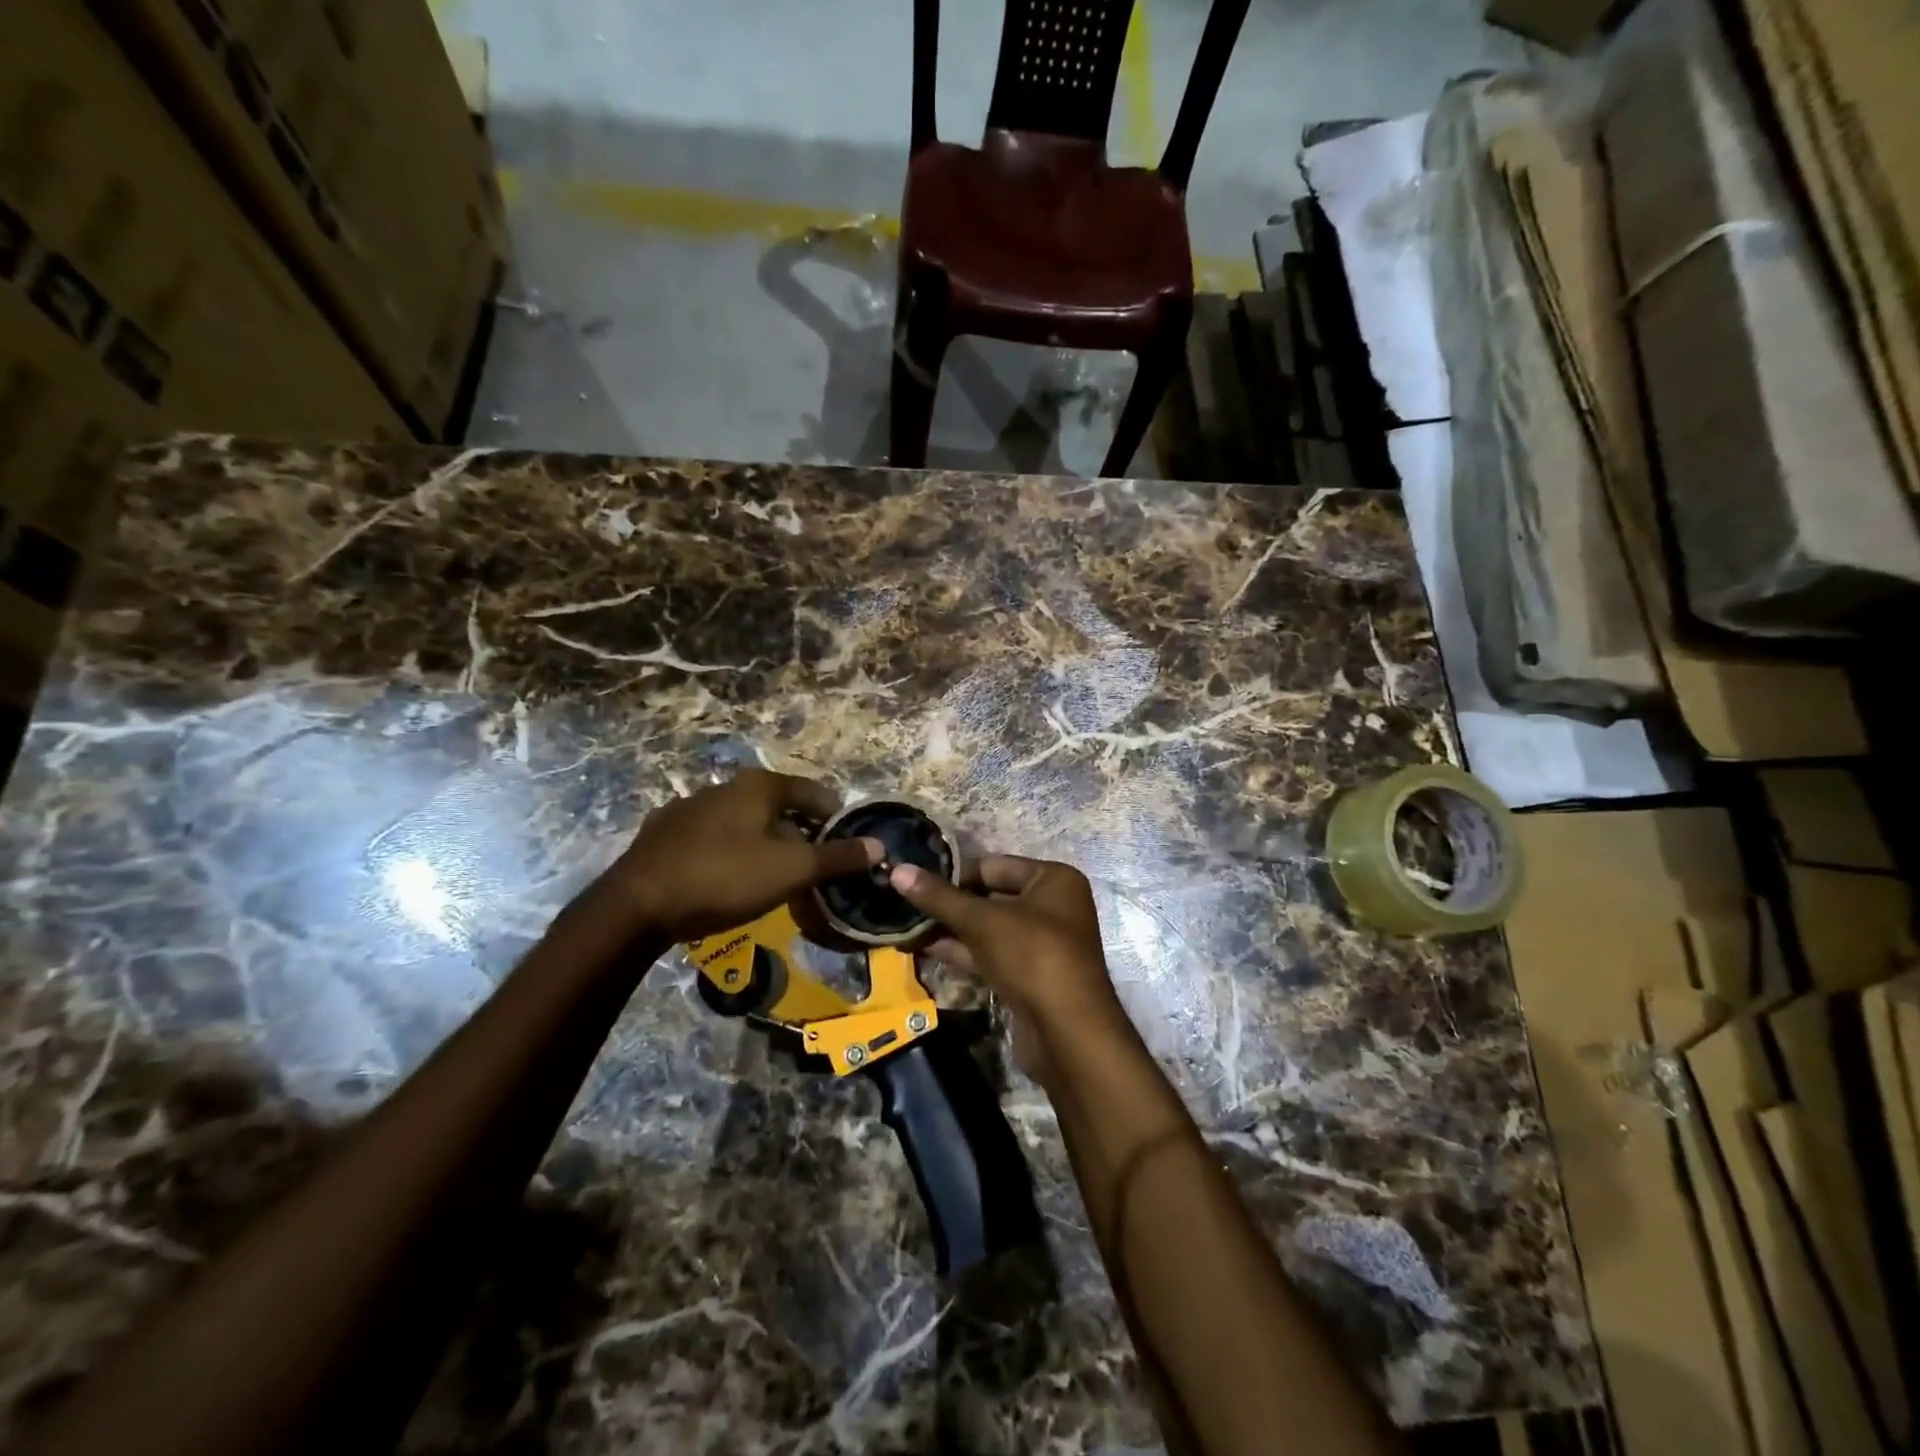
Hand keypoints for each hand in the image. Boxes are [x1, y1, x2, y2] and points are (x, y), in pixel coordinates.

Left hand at [606, 771, 881, 944]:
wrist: (636, 905)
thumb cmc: (724, 878)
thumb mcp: (791, 870)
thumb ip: (837, 857)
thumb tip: (879, 846)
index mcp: (758, 786)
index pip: (813, 792)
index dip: (836, 817)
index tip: (847, 845)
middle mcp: (724, 787)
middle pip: (778, 806)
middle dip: (800, 834)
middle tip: (813, 867)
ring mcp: (689, 808)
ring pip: (743, 822)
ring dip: (764, 844)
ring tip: (774, 877)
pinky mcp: (663, 834)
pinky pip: (712, 839)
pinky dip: (730, 853)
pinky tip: (728, 880)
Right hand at [889, 855, 1130, 1084]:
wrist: (1068, 1031)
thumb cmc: (1032, 956)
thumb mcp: (982, 921)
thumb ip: (939, 897)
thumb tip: (898, 870)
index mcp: (1053, 879)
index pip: (993, 866)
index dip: (954, 874)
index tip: (916, 882)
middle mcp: (1053, 906)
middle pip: (992, 897)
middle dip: (950, 905)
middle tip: (906, 906)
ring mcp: (1044, 944)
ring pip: (990, 929)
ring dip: (953, 931)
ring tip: (908, 928)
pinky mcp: (1032, 976)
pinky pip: (993, 955)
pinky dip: (964, 953)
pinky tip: (927, 950)